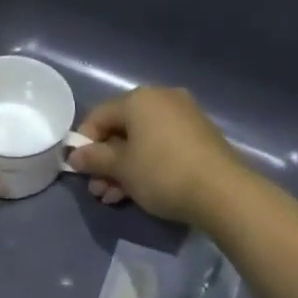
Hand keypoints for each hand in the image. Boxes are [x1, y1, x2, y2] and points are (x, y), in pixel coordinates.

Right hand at [67, 87, 240, 225]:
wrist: (222, 192)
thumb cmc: (162, 173)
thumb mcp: (121, 168)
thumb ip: (94, 159)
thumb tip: (75, 156)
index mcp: (139, 99)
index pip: (99, 115)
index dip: (84, 142)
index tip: (80, 169)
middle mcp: (162, 99)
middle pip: (122, 129)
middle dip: (106, 161)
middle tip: (98, 189)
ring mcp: (184, 116)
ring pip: (142, 140)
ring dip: (124, 168)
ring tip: (114, 197)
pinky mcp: (200, 136)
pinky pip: (163, 145)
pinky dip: (147, 164)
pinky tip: (139, 191)